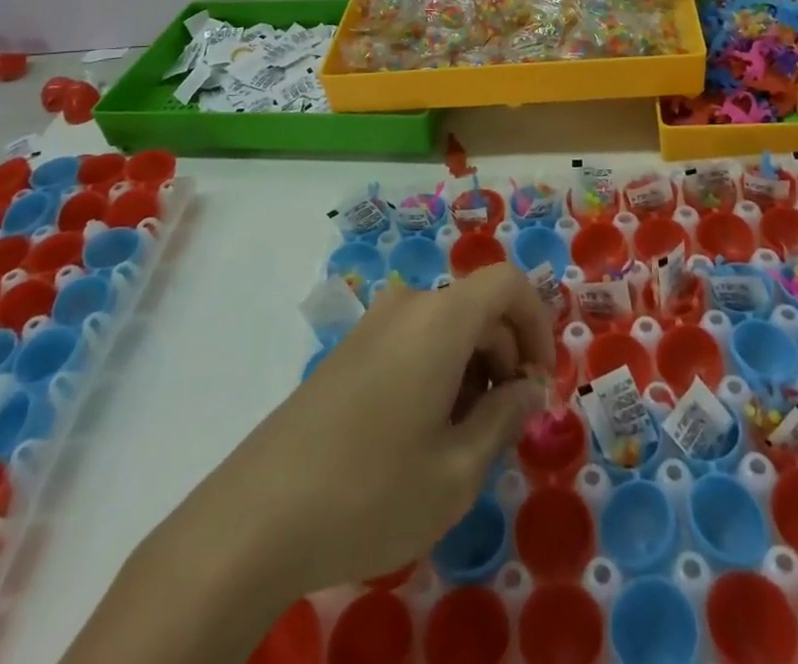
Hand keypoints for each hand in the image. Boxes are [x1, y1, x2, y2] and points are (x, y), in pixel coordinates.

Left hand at [226, 263, 553, 593]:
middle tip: (505, 427)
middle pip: (478, 308)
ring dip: (472, 369)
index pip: (508, 283)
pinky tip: (421, 435)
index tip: (539, 386)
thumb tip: (528, 389)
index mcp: (440, 319)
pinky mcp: (350, 350)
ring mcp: (373, 324)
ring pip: (446, 327)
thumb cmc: (371, 491)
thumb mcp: (456, 471)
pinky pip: (413, 341)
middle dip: (505, 357)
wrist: (258, 514)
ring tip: (462, 440)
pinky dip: (437, 371)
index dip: (538, 325)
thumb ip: (505, 419)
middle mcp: (408, 306)